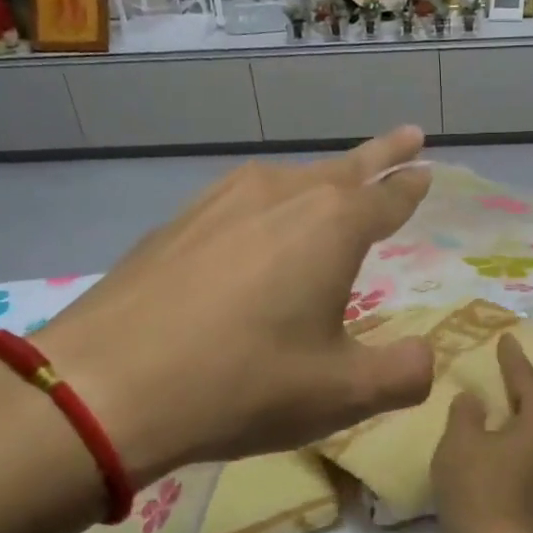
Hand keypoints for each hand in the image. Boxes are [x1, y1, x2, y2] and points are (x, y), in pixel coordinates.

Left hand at [37, 128, 434, 479]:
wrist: (106, 386)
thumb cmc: (244, 384)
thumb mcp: (343, 393)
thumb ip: (403, 374)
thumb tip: (427, 359)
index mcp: (331, 226)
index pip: (387, 197)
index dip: (411, 186)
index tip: (426, 168)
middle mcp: (280, 196)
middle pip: (343, 168)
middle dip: (380, 156)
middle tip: (408, 138)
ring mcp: (220, 202)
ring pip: (288, 181)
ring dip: (321, 181)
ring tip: (334, 188)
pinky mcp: (177, 224)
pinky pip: (241, 202)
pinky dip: (268, 206)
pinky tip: (257, 229)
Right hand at [432, 332, 532, 532]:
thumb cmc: (478, 485)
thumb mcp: (461, 439)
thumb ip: (466, 412)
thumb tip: (474, 400)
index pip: (527, 380)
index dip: (513, 359)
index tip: (507, 338)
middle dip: (522, 389)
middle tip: (504, 372)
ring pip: (531, 434)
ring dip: (515, 419)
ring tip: (494, 406)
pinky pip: (521, 456)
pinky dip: (507, 444)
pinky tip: (487, 443)